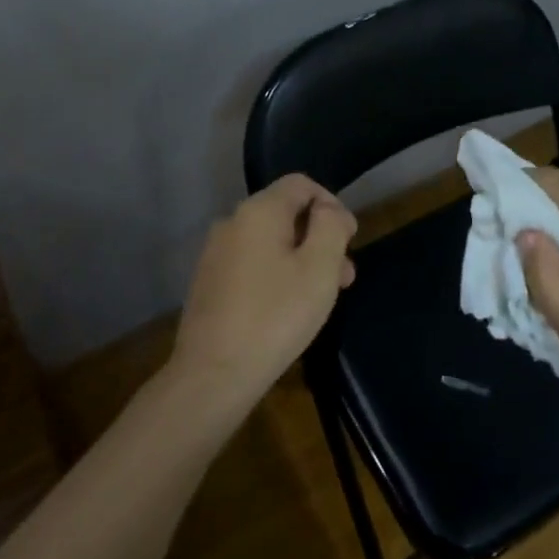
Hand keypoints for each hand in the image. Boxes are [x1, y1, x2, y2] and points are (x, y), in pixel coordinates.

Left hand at [170, 175, 357, 414]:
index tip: (349, 241)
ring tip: (322, 297)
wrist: (214, 374)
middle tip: (344, 276)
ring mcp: (215, 254)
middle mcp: (231, 222)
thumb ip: (331, 226)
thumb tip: (328, 210)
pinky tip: (288, 308)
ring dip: (301, 259)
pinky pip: (252, 264)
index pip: (301, 184)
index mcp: (258, 210)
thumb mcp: (319, 267)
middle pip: (286, 214)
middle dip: (320, 237)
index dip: (332, 205)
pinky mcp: (209, 283)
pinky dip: (276, 274)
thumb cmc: (275, 315)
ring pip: (270, 242)